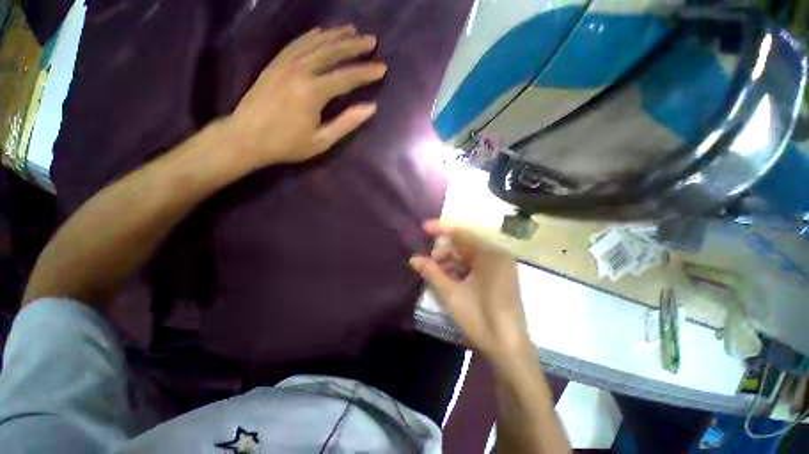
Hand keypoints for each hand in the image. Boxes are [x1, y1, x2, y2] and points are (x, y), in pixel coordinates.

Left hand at [224, 25, 385, 168]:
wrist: (245, 138)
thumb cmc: (287, 144)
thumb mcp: (322, 141)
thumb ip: (347, 123)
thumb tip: (371, 107)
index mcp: (313, 92)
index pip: (346, 77)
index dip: (366, 72)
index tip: (382, 68)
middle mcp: (300, 70)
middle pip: (331, 52)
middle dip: (353, 46)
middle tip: (371, 40)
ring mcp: (285, 63)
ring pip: (315, 42)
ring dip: (335, 35)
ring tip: (351, 30)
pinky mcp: (275, 63)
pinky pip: (297, 43)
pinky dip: (312, 35)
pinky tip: (321, 32)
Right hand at [409, 220, 531, 360]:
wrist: (509, 350)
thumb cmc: (481, 318)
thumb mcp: (451, 294)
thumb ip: (431, 272)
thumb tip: (413, 259)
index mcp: (491, 254)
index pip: (462, 234)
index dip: (441, 229)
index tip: (423, 227)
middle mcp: (498, 256)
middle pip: (465, 245)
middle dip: (444, 251)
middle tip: (428, 261)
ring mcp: (501, 267)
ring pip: (470, 256)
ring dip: (451, 262)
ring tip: (436, 273)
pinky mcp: (500, 278)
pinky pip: (477, 266)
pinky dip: (461, 270)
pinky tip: (449, 279)